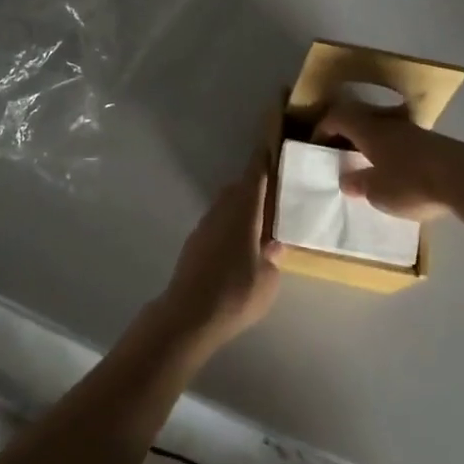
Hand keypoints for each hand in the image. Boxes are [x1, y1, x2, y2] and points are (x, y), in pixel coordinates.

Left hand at [157, 153, 283, 351]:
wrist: (188, 315)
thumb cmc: (235, 294)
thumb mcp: (268, 280)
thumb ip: (273, 257)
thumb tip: (274, 243)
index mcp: (243, 211)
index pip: (254, 175)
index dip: (263, 161)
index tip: (271, 148)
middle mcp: (222, 210)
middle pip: (239, 188)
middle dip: (255, 187)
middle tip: (274, 196)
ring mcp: (205, 225)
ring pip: (226, 205)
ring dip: (241, 207)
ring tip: (259, 224)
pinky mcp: (195, 242)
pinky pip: (217, 222)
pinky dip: (230, 224)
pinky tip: (239, 246)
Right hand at [314, 104, 463, 220]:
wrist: (463, 179)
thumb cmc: (411, 182)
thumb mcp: (378, 192)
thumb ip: (359, 183)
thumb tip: (346, 179)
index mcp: (369, 130)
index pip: (339, 117)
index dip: (324, 127)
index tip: (316, 142)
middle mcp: (388, 124)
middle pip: (361, 120)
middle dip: (348, 134)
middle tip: (340, 153)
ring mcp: (413, 131)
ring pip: (383, 130)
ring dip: (372, 143)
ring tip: (368, 165)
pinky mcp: (432, 143)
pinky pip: (402, 142)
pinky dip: (392, 153)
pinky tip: (397, 173)